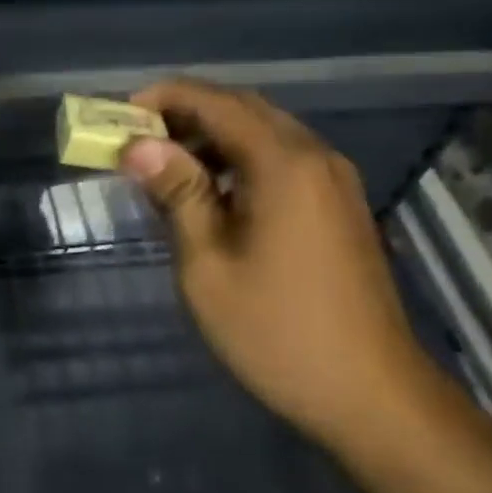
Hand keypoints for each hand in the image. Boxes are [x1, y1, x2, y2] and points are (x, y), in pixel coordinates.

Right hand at [120, 78, 446, 446]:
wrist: (371, 393)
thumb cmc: (276, 331)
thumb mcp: (208, 265)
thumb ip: (178, 195)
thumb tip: (139, 146)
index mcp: (285, 164)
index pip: (216, 102)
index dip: (164, 98)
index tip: (120, 116)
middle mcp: (316, 157)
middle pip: (243, 109)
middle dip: (186, 113)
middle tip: (137, 139)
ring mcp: (334, 181)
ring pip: (265, 133)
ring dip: (213, 136)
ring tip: (164, 166)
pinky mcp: (339, 205)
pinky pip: (283, 160)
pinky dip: (240, 160)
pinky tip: (211, 193)